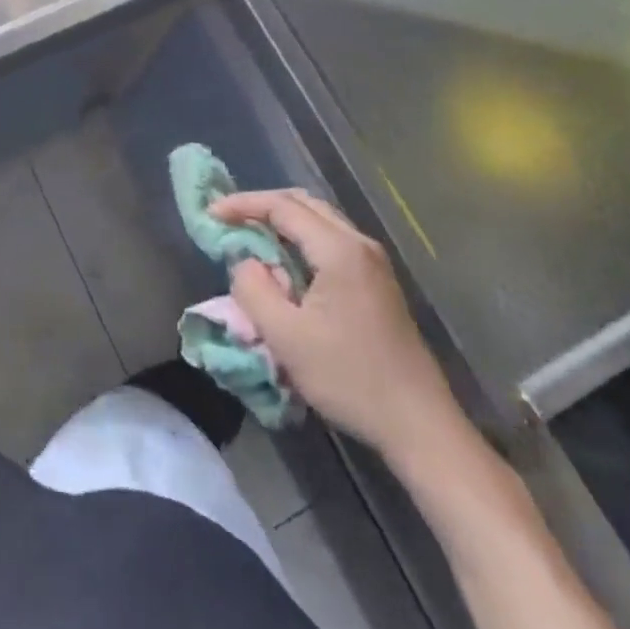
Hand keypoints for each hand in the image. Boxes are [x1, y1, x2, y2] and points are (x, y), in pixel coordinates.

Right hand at [213, 190, 464, 460]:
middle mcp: (360, 244)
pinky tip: (285, 263)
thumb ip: (254, 289)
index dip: (242, 204)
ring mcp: (374, 262)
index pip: (282, 206)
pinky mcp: (378, 282)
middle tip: (228, 219)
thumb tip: (244, 261)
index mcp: (339, 250)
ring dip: (283, 222)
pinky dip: (301, 239)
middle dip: (262, 206)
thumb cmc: (350, 378)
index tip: (210, 213)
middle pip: (304, 203)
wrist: (419, 425)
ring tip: (250, 237)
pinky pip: (331, 241)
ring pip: (320, 221)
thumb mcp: (286, 337)